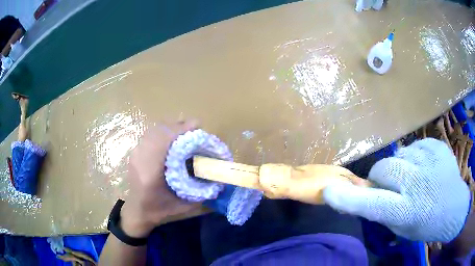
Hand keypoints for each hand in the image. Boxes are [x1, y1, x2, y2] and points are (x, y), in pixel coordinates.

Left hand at [120, 119, 200, 237]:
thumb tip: (217, 177)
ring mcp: (135, 154)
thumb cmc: (159, 210)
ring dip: (170, 127)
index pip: (163, 141)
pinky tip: (171, 137)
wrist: (137, 211)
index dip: (180, 130)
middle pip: (158, 131)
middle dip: (178, 126)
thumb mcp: (183, 206)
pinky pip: (149, 135)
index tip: (197, 126)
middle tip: (194, 128)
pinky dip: (162, 131)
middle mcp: (140, 159)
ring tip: (185, 130)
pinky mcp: (135, 153)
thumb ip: (200, 192)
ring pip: (153, 130)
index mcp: (150, 173)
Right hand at [323, 138, 470, 241]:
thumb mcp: (401, 226)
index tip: (329, 190)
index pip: (374, 204)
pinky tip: (425, 168)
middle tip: (393, 186)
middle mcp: (420, 184)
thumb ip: (380, 209)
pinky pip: (415, 146)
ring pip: (399, 155)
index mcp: (409, 211)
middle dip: (382, 176)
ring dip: (400, 167)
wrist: (455, 208)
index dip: (350, 198)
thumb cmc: (426, 224)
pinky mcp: (438, 145)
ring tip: (414, 177)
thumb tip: (359, 192)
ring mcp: (431, 160)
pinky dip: (415, 157)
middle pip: (385, 167)